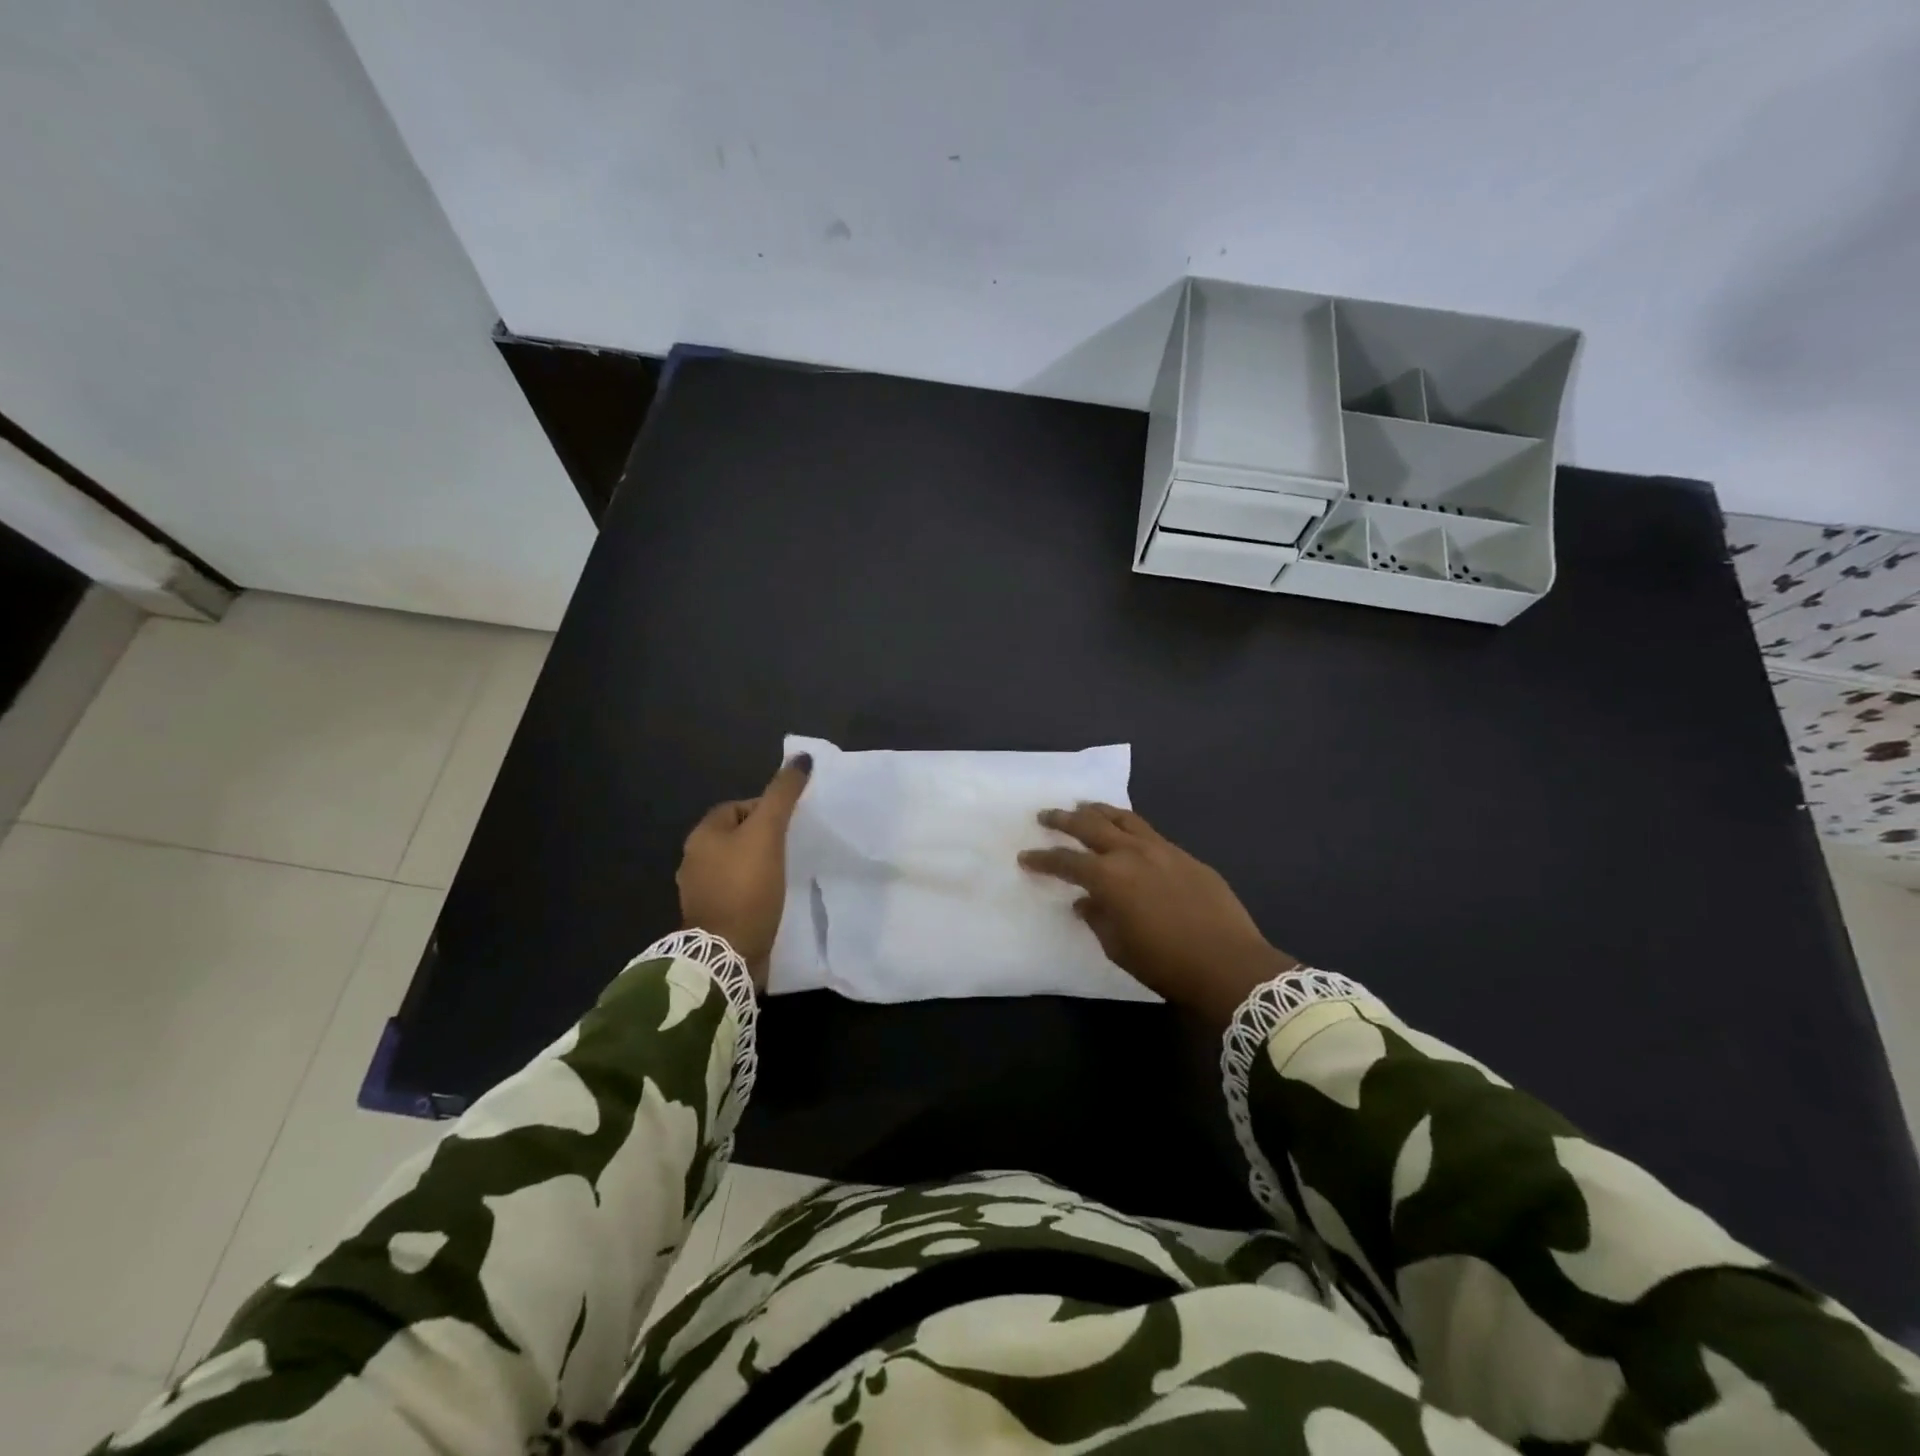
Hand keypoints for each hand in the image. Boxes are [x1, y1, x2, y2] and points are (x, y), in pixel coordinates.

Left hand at [677, 755, 812, 987]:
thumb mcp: (768, 833)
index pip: (738, 807)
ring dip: (759, 865)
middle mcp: (694, 860)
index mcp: (702, 835)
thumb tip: (801, 758)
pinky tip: (773, 898)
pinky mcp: (712, 917)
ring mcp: (700, 891)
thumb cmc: (746, 887)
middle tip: (793, 847)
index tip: (791, 824)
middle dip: (763, 838)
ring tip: (787, 872)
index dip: (766, 809)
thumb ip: (782, 795)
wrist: (727, 955)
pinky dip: (754, 890)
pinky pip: (737, 891)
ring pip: (737, 865)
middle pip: (736, 836)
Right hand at [1019, 803, 1298, 1026]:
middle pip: (1090, 826)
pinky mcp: (1186, 856)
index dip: (1043, 859)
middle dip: (1064, 820)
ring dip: (1099, 811)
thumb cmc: (1165, 963)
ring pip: (1124, 819)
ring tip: (1084, 807)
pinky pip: (1149, 832)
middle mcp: (1131, 853)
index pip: (1066, 862)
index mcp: (1109, 877)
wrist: (1228, 964)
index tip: (1026, 857)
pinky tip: (1127, 832)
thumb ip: (1097, 918)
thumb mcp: (1119, 947)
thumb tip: (1086, 902)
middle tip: (1046, 815)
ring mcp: (1162, 850)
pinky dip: (1130, 826)